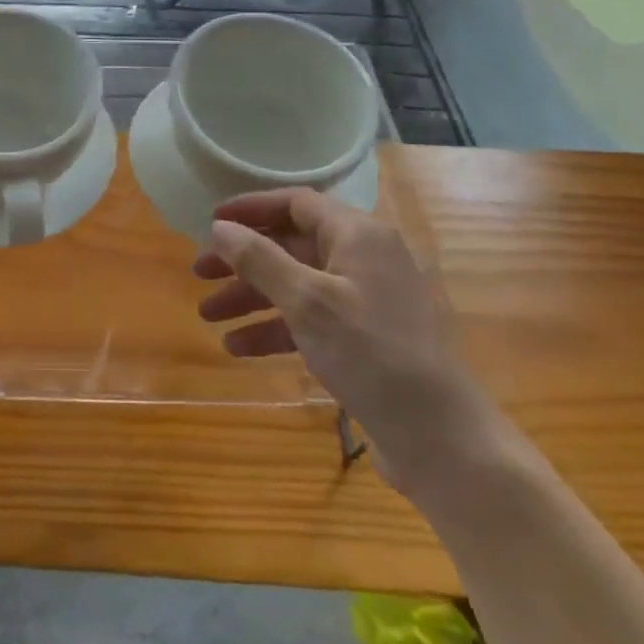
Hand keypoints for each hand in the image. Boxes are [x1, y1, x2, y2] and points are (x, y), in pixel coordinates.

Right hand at [195, 189, 506, 503]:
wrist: (443, 439)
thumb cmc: (372, 354)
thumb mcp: (307, 302)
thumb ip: (259, 259)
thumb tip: (219, 226)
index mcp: (359, 235)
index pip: (296, 203)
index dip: (251, 208)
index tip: (210, 221)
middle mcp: (365, 259)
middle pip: (292, 245)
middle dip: (243, 260)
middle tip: (199, 274)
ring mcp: (368, 300)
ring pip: (297, 284)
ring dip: (252, 297)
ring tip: (209, 316)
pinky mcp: (366, 338)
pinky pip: (311, 319)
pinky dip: (276, 328)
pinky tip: (239, 347)